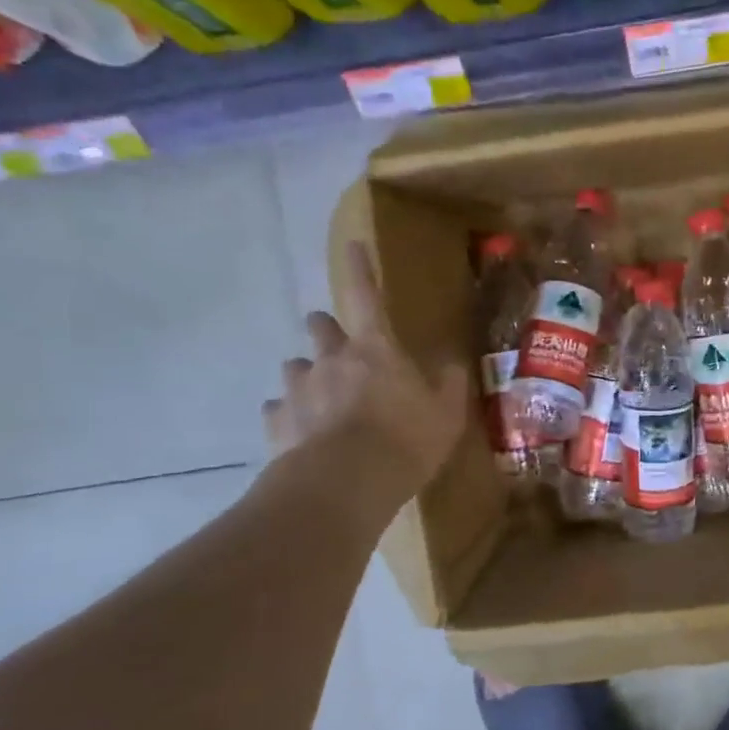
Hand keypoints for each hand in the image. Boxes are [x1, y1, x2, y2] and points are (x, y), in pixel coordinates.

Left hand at [262, 241, 468, 513]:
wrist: (345, 485)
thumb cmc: (405, 440)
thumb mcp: (447, 413)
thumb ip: (449, 382)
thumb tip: (451, 362)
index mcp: (375, 349)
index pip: (366, 296)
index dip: (360, 269)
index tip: (351, 245)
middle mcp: (331, 359)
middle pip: (320, 326)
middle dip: (327, 329)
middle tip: (341, 347)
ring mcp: (299, 390)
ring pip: (296, 368)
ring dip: (308, 375)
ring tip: (323, 399)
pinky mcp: (277, 422)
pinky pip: (280, 409)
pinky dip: (290, 415)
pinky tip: (303, 433)